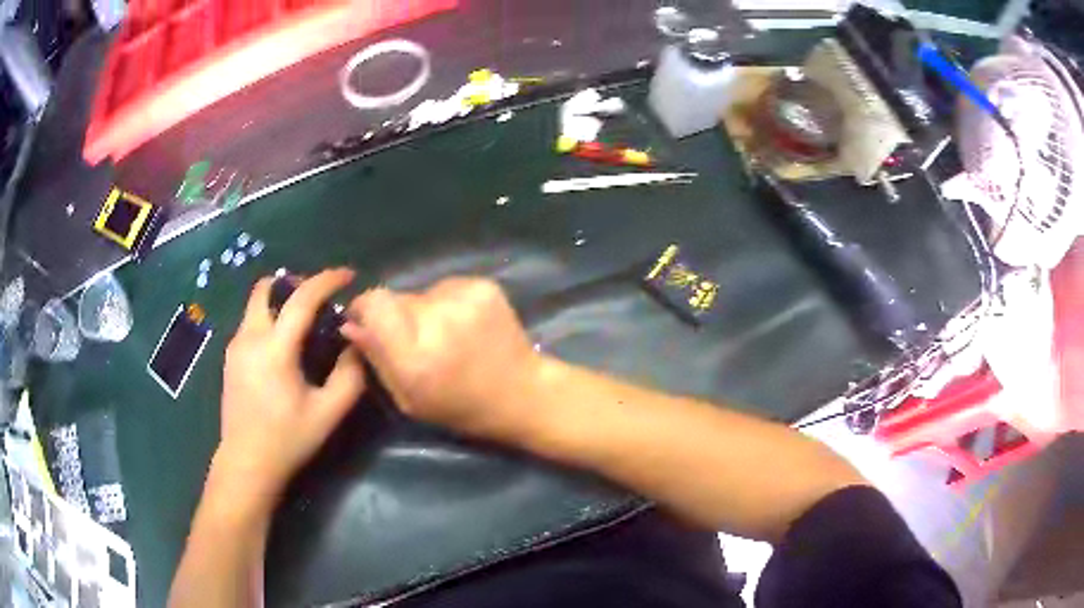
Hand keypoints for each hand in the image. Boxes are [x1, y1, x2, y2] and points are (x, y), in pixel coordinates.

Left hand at [214, 269, 366, 498]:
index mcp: (275, 348)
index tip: (348, 276)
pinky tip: (284, 347)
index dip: (327, 280)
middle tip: (317, 299)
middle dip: (293, 282)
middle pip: (266, 288)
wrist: (246, 463)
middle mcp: (250, 337)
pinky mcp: (230, 357)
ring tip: (303, 324)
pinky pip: (251, 322)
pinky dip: (270, 318)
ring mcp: (235, 346)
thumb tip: (356, 345)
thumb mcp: (328, 413)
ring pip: (256, 304)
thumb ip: (349, 376)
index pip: (301, 299)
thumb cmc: (288, 439)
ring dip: (280, 301)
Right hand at [342, 277, 542, 440]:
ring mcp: (465, 299)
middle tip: (417, 341)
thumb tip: (350, 324)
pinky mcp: (484, 287)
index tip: (367, 322)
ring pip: (422, 293)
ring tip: (447, 337)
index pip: (374, 303)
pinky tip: (465, 327)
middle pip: (397, 297)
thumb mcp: (409, 398)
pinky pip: (446, 288)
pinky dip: (447, 304)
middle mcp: (438, 320)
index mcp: (416, 355)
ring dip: (424, 310)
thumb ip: (376, 358)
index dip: (365, 308)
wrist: (522, 393)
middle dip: (398, 316)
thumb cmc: (460, 407)